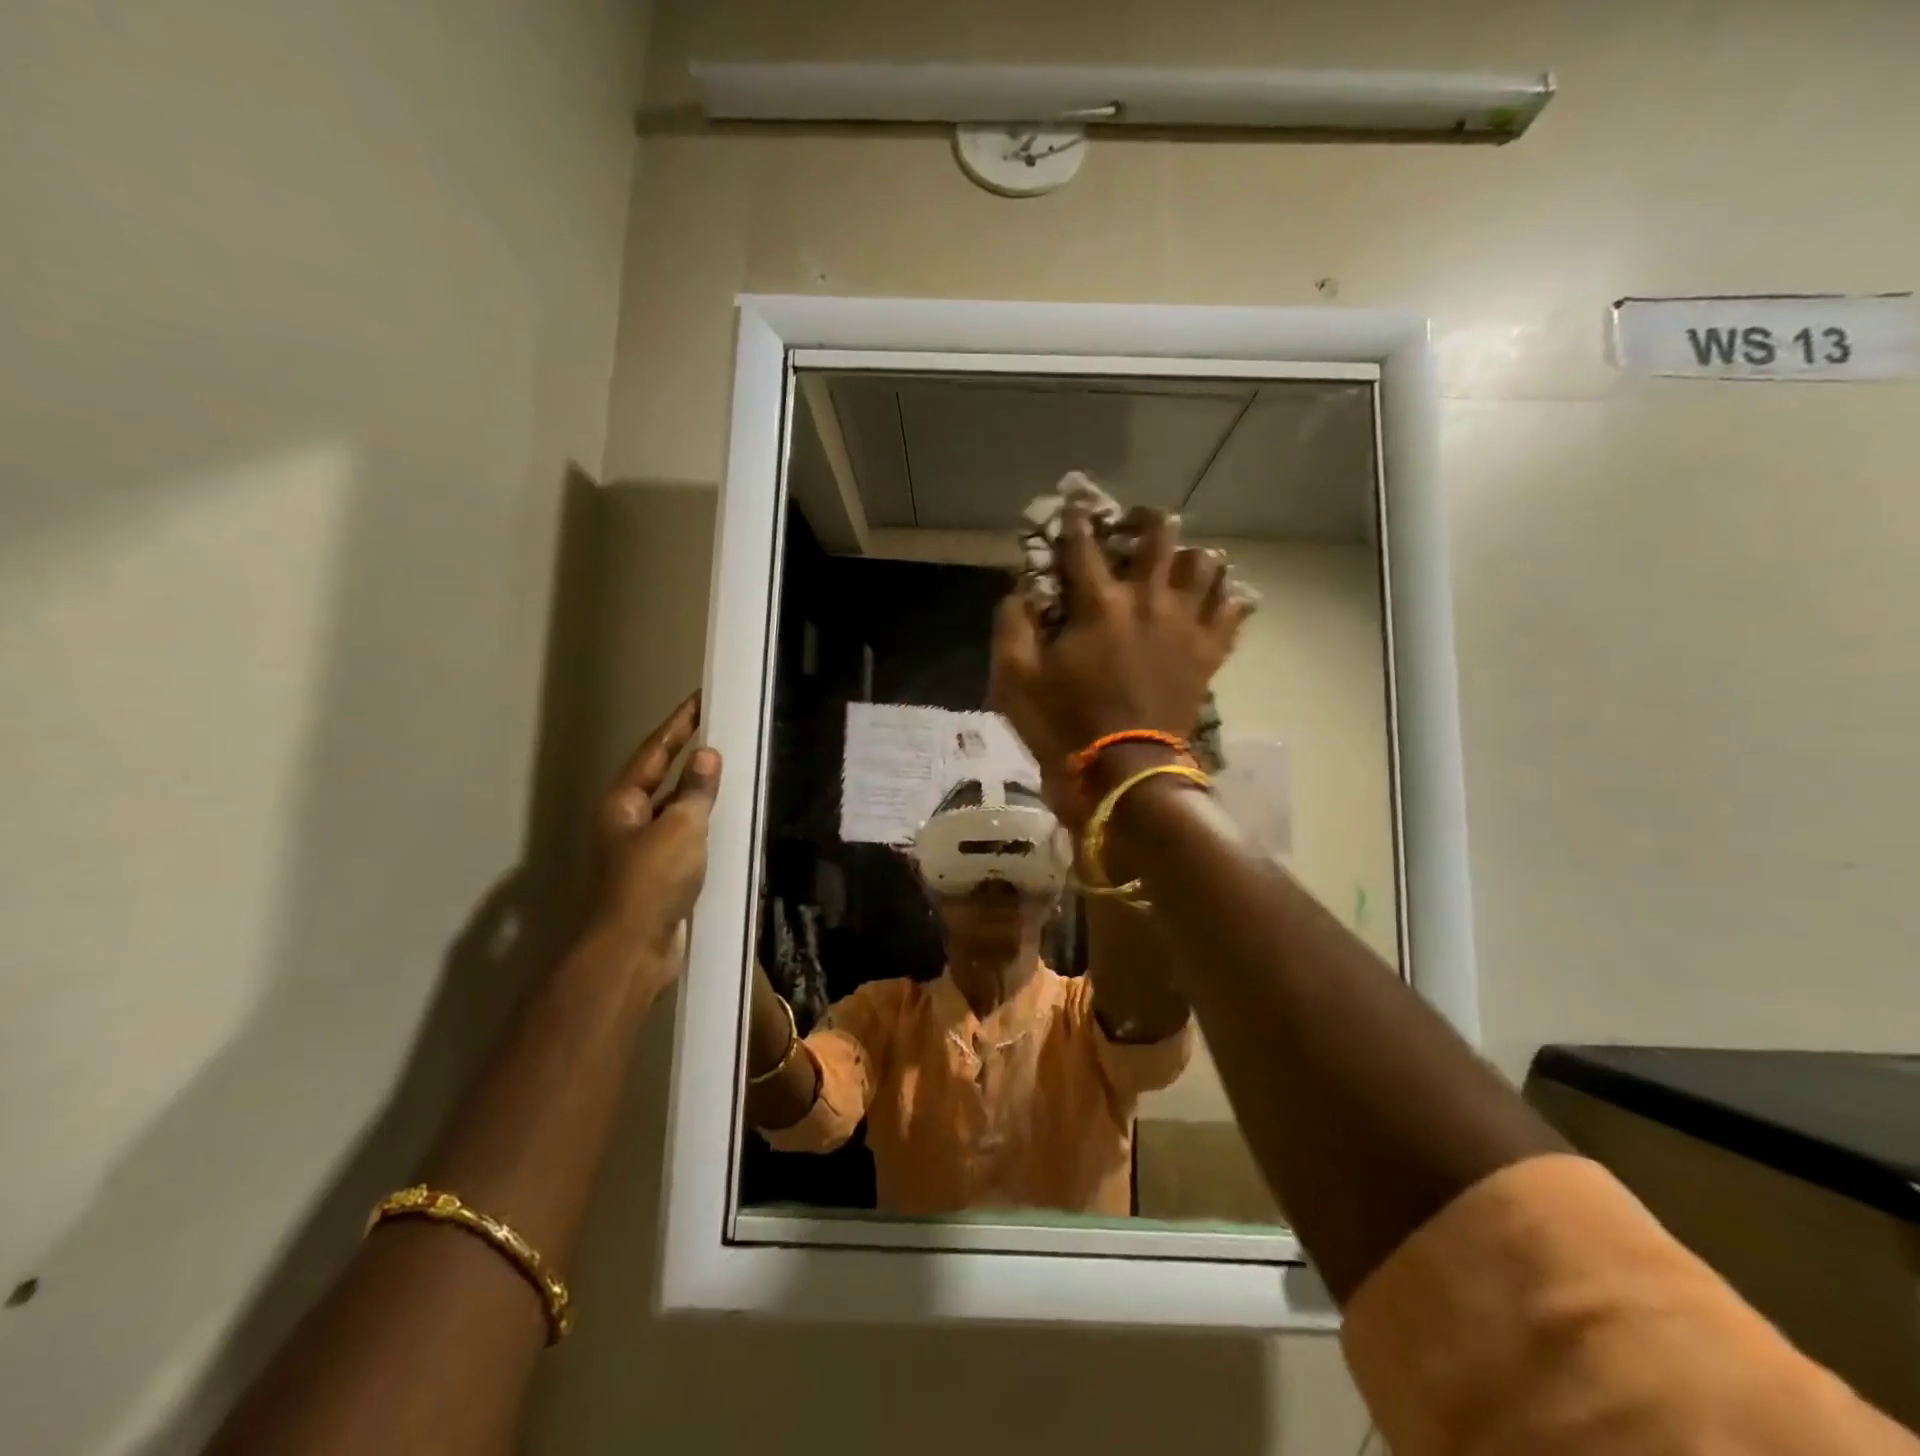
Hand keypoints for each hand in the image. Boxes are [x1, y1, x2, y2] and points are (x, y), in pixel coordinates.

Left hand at [587, 692, 722, 985]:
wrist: (632, 951)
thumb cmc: (651, 881)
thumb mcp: (679, 828)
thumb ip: (695, 792)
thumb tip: (707, 756)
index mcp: (623, 804)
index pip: (655, 753)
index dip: (678, 726)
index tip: (699, 700)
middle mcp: (627, 823)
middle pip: (660, 779)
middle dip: (686, 756)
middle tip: (718, 732)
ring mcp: (641, 851)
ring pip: (674, 811)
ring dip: (697, 792)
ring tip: (728, 772)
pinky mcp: (659, 877)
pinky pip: (685, 839)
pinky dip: (704, 826)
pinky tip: (725, 824)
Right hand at [991, 505, 1247, 812]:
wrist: (1125, 770)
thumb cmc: (1064, 723)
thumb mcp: (1015, 678)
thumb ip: (1013, 625)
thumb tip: (1021, 591)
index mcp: (1098, 604)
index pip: (1084, 546)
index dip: (1076, 520)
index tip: (1075, 503)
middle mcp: (1148, 601)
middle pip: (1160, 538)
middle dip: (1149, 520)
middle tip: (1142, 520)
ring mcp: (1184, 626)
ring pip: (1206, 566)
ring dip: (1193, 556)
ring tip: (1185, 560)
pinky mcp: (1207, 654)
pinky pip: (1232, 613)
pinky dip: (1229, 599)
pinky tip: (1221, 598)